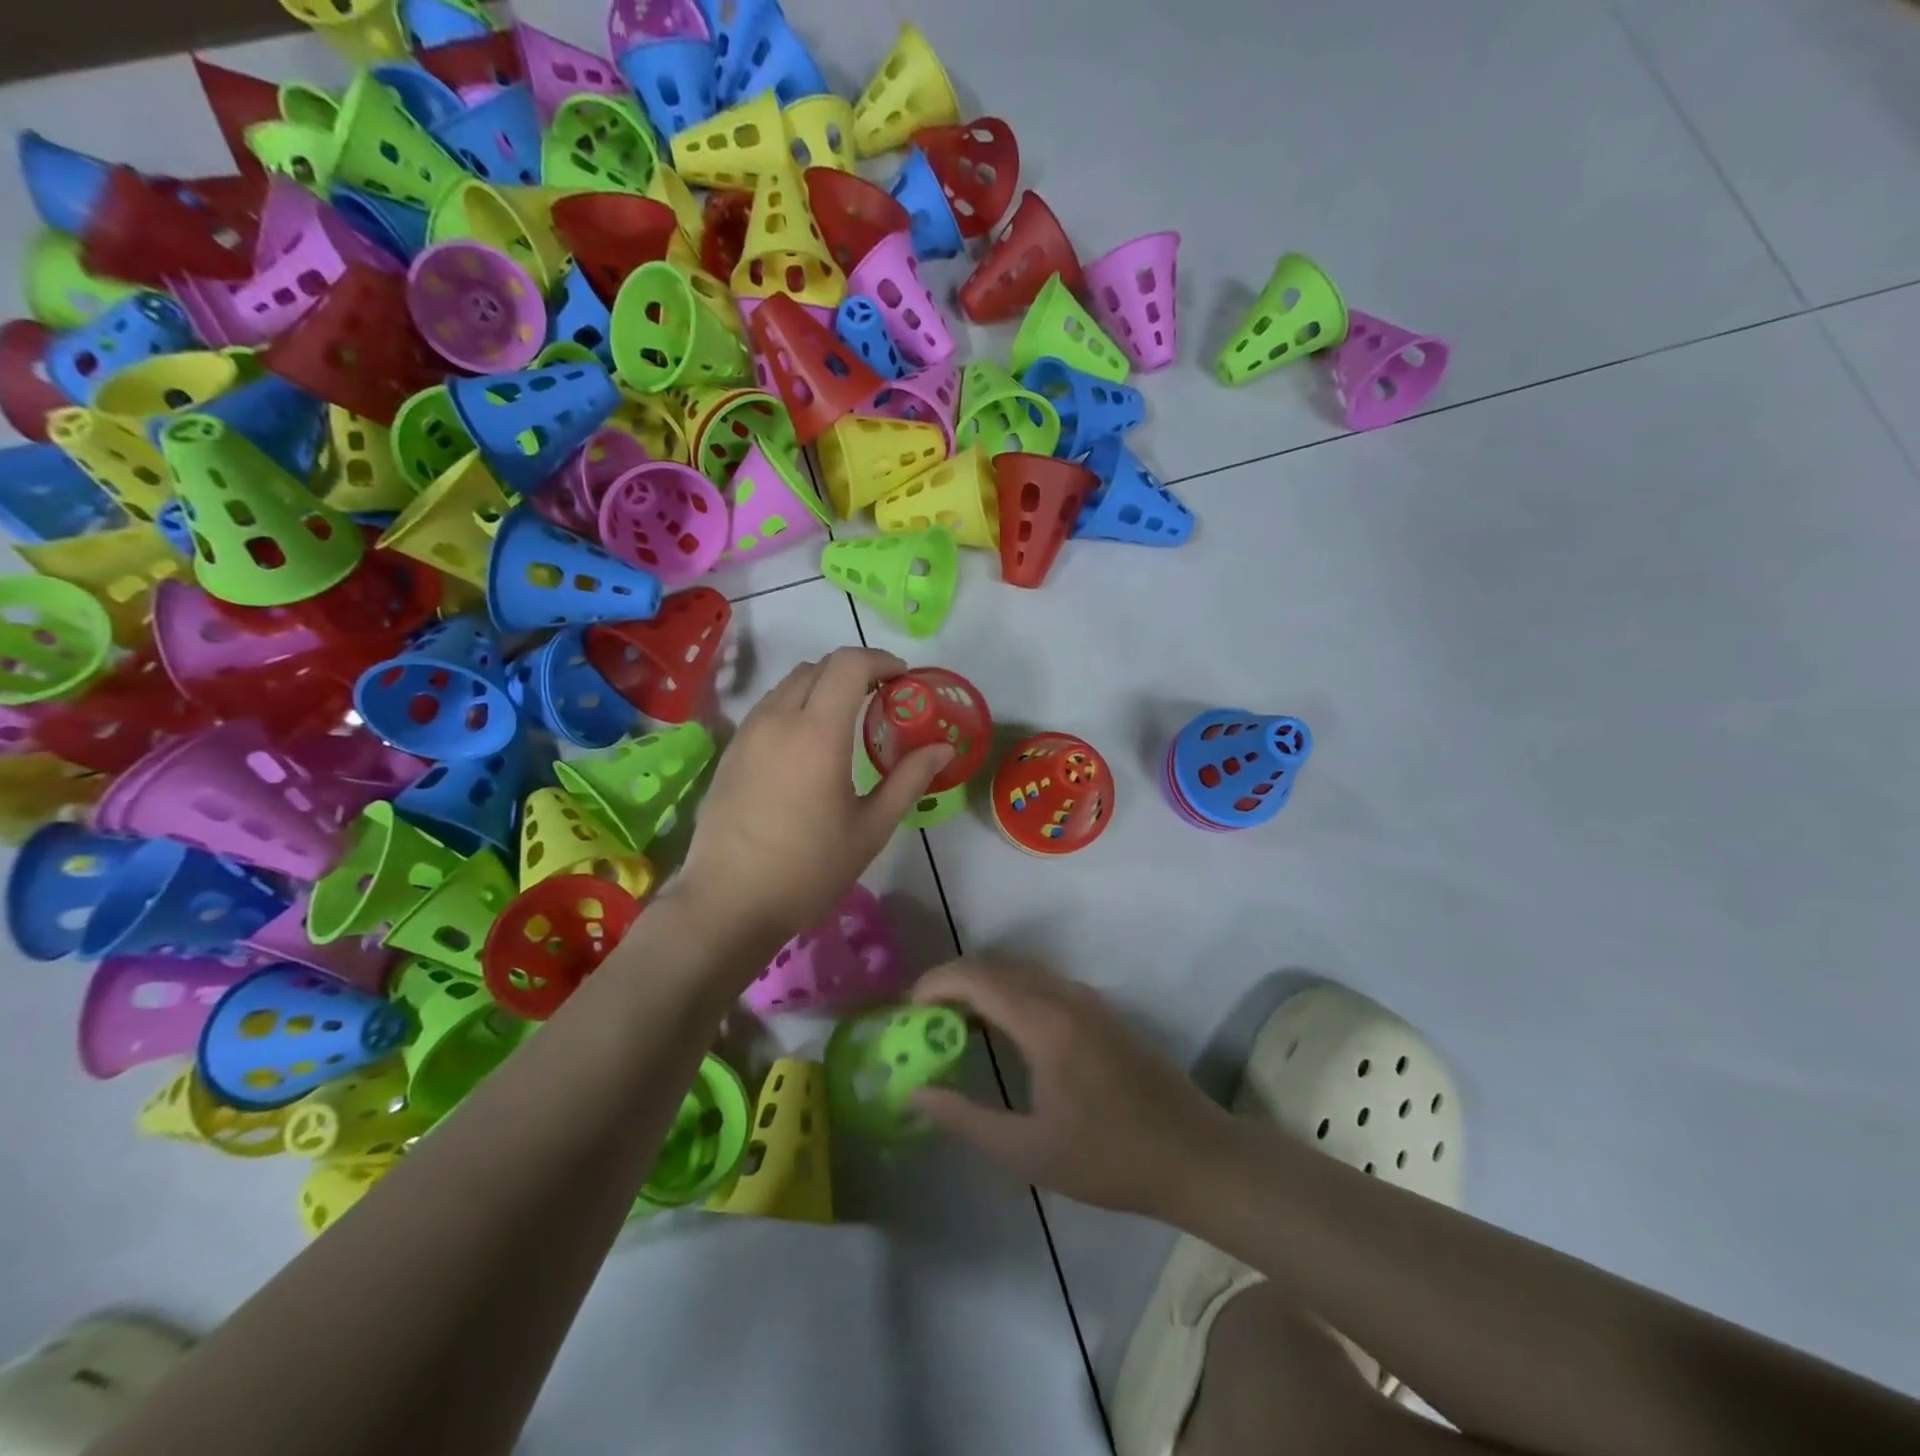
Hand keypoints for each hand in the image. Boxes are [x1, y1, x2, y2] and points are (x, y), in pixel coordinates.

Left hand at [674, 647, 953, 956]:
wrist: (727, 903)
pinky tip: (808, 745)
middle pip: (818, 667)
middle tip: (881, 700)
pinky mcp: (730, 751)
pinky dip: (796, 705)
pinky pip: (769, 707)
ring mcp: (748, 733)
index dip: (881, 660)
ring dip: (823, 686)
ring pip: (789, 684)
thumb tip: (942, 748)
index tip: (903, 680)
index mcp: (817, 732)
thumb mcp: (870, 828)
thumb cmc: (808, 869)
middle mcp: (778, 719)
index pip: (848, 664)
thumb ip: (909, 779)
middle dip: (855, 671)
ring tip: (846, 720)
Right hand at [909, 960, 1233, 1218]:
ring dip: (980, 986)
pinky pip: (1040, 983)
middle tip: (920, 1020)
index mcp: (1045, 1022)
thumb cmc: (1109, 1159)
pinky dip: (1007, 993)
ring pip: (1019, 971)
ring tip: (950, 1025)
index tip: (906, 1011)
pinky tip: (999, 1030)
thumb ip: (966, 1119)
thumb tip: (915, 1094)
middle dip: (951, 983)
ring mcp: (1086, 999)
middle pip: (995, 966)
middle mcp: (1064, 996)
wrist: (1194, 1156)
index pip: (977, 978)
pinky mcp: (1099, 1010)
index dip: (935, 984)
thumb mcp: (1028, 1152)